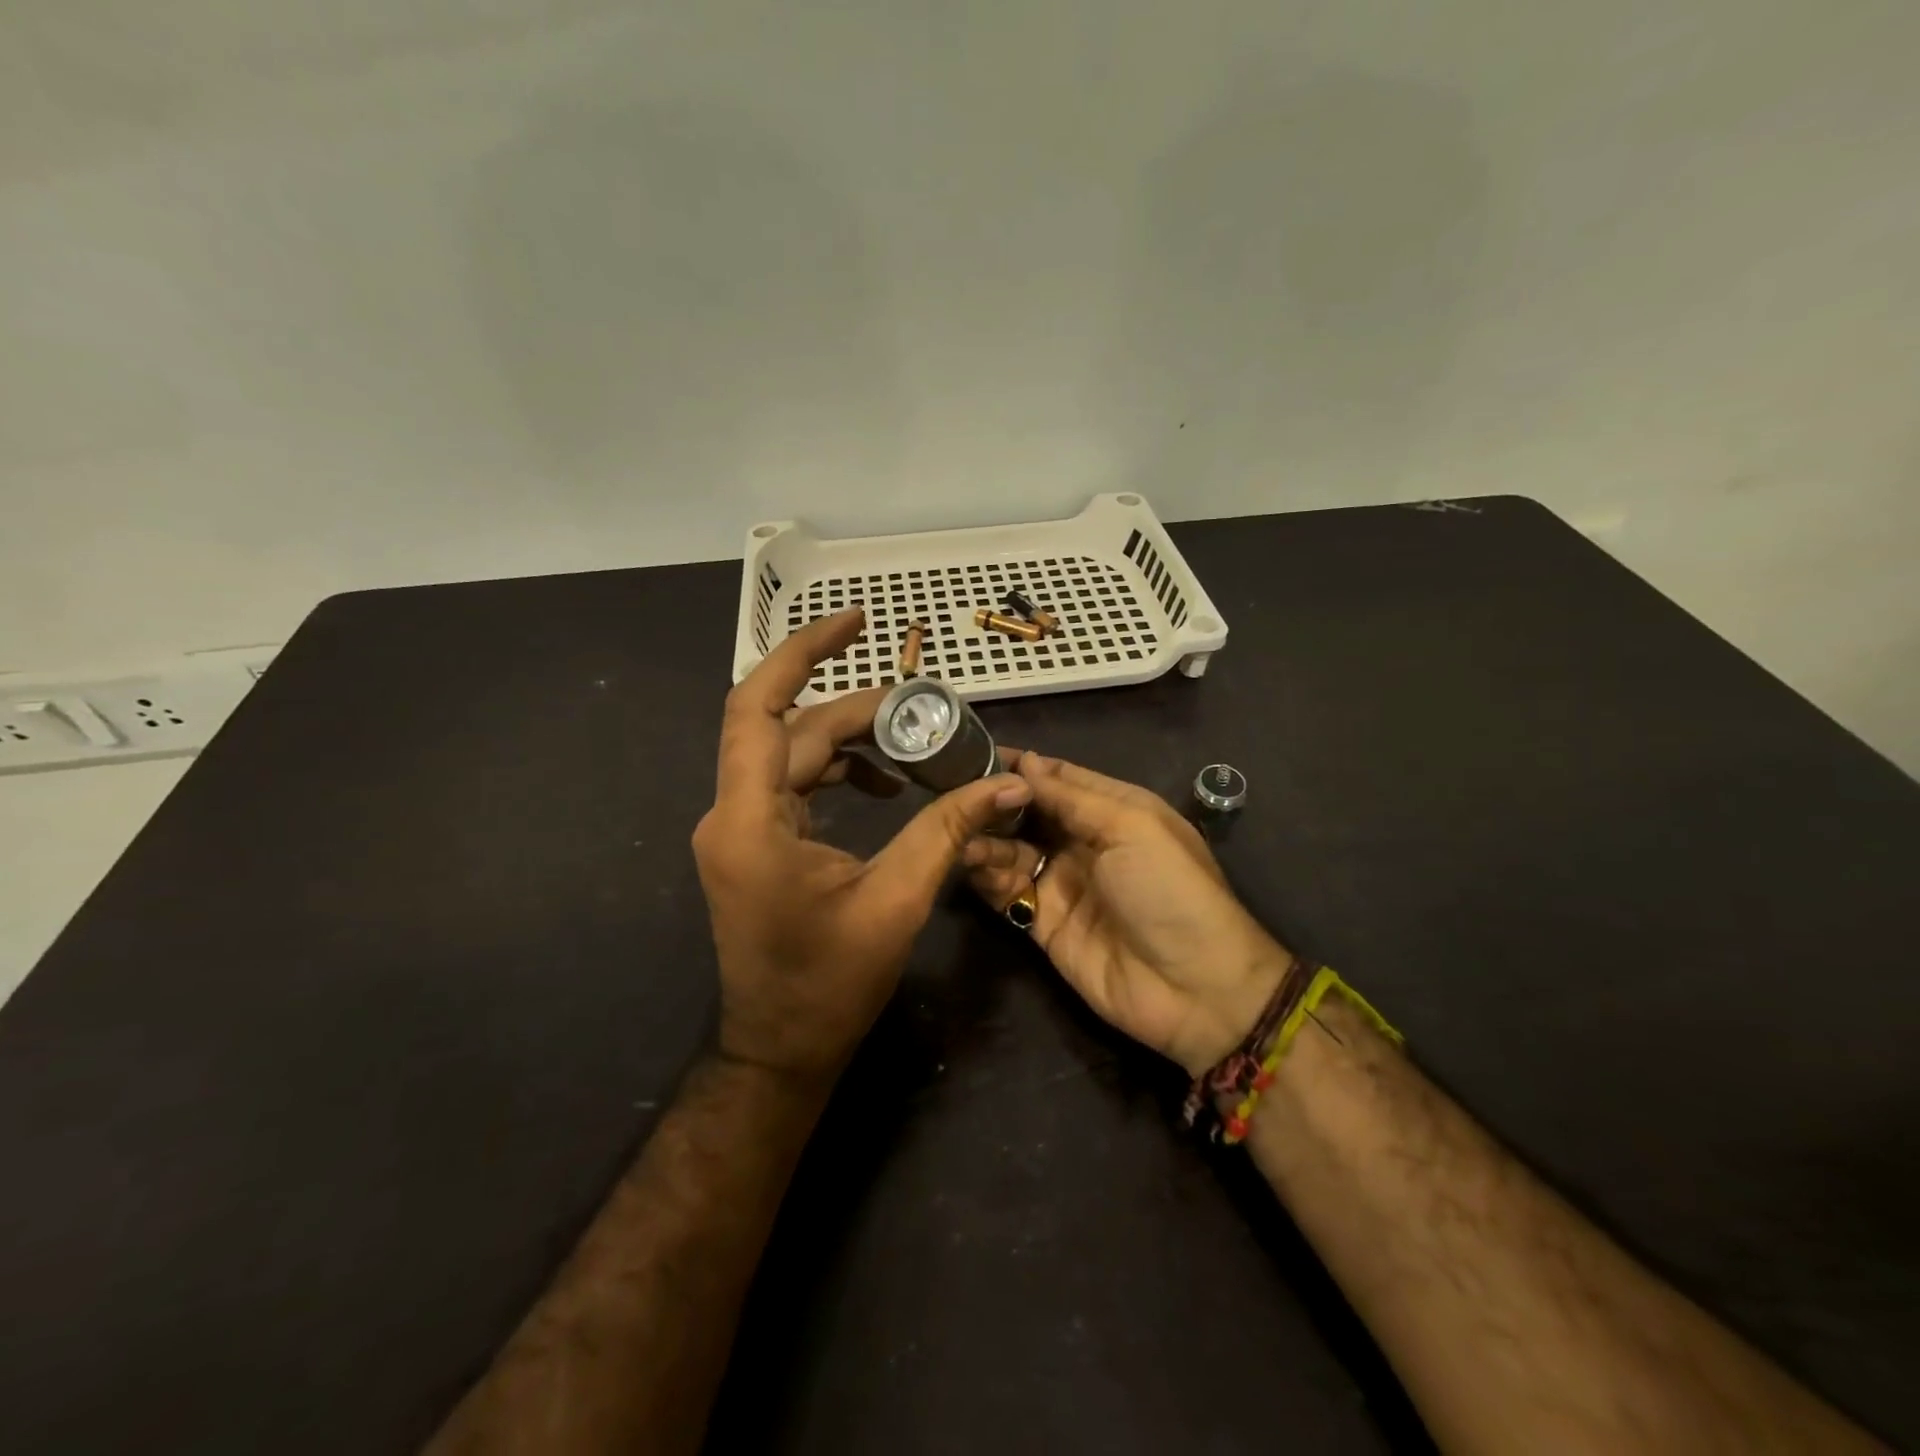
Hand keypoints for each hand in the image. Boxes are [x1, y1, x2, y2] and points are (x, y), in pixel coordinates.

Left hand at [692, 609, 1033, 1084]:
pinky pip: (793, 784)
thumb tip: (1008, 784)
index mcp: (749, 822)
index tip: (856, 622)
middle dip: (856, 710)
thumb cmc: (830, 986)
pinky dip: (838, 772)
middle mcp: (731, 814)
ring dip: (850, 741)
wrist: (780, 1050)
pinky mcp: (755, 843)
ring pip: (791, 754)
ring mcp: (739, 829)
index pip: (758, 707)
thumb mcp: (897, 902)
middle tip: (923, 707)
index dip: (802, 653)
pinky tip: (886, 785)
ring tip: (913, 744)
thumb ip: (948, 831)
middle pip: (790, 730)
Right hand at [964, 753, 1291, 1075]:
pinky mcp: (1043, 922)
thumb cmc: (1169, 890)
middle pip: (1028, 812)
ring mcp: (1062, 882)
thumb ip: (1072, 797)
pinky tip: (966, 861)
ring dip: (985, 837)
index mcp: (1113, 810)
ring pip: (1011, 849)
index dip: (1021, 765)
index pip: (1058, 777)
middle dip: (994, 801)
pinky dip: (985, 875)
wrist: (1194, 988)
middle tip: (952, 791)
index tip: (973, 753)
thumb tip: (1026, 761)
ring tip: (959, 830)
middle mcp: (1083, 841)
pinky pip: (1006, 891)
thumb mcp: (1130, 827)